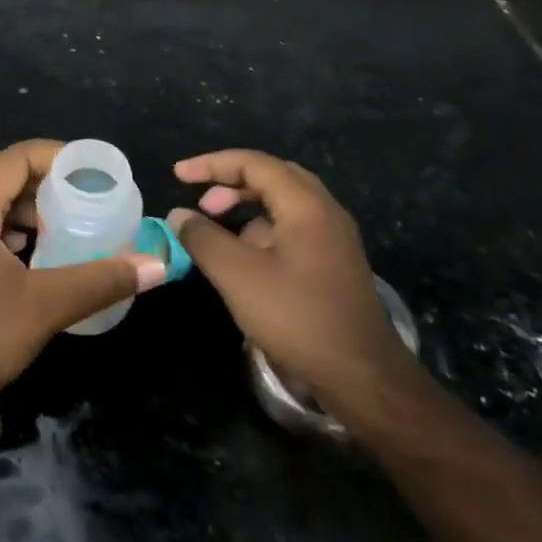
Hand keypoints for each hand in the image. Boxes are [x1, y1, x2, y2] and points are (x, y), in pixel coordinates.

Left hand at [0, 140, 167, 392]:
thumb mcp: (45, 305)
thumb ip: (100, 280)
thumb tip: (157, 266)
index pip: (14, 158)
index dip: (54, 156)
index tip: (90, 171)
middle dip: (39, 177)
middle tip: (76, 193)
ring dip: (20, 201)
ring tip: (55, 220)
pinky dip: (5, 223)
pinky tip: (27, 249)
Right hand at [169, 149, 409, 407]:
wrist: (363, 377)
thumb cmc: (297, 317)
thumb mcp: (237, 275)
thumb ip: (203, 238)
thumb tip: (179, 215)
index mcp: (306, 205)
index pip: (253, 163)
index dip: (211, 164)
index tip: (178, 176)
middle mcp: (325, 211)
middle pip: (273, 176)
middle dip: (231, 181)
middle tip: (201, 200)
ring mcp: (334, 238)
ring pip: (284, 203)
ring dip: (247, 206)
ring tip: (218, 227)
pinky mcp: (335, 263)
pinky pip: (294, 227)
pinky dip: (263, 228)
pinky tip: (246, 258)